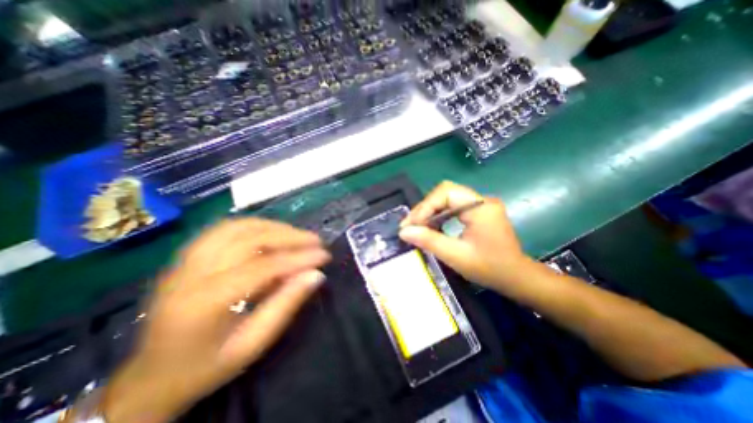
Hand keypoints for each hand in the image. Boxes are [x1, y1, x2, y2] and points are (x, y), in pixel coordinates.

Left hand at [102, 217, 330, 422]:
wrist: (150, 377)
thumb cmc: (206, 367)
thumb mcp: (253, 344)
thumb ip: (286, 305)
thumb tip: (316, 275)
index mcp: (204, 303)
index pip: (262, 267)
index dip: (298, 258)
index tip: (324, 255)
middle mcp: (191, 273)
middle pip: (249, 239)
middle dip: (289, 236)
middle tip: (315, 240)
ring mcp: (184, 260)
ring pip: (236, 227)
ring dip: (273, 226)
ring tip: (297, 235)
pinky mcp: (187, 256)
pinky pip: (225, 229)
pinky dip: (254, 225)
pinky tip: (271, 232)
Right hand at [399, 180, 527, 291]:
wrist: (517, 278)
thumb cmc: (490, 269)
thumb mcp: (456, 256)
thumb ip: (429, 241)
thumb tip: (404, 231)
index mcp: (481, 207)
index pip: (446, 192)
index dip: (425, 206)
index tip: (411, 225)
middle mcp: (482, 200)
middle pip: (445, 192)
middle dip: (425, 208)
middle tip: (410, 225)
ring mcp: (480, 204)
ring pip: (447, 198)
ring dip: (430, 211)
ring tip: (417, 226)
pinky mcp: (478, 211)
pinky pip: (452, 206)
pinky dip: (438, 215)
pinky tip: (431, 226)